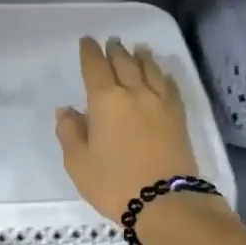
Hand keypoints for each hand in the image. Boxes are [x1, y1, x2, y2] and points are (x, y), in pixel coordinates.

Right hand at [55, 36, 200, 221]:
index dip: (90, 52)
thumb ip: (70, 132)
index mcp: (105, 101)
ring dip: (141, 57)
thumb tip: (67, 110)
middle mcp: (134, 94)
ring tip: (138, 48)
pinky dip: (163, 75)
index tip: (87, 41)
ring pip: (150, 70)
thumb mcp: (78, 163)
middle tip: (111, 41)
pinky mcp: (178, 118)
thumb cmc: (114, 183)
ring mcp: (160, 104)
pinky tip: (162, 74)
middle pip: (124, 63)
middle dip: (115, 51)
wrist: (166, 203)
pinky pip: (170, 87)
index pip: (95, 67)